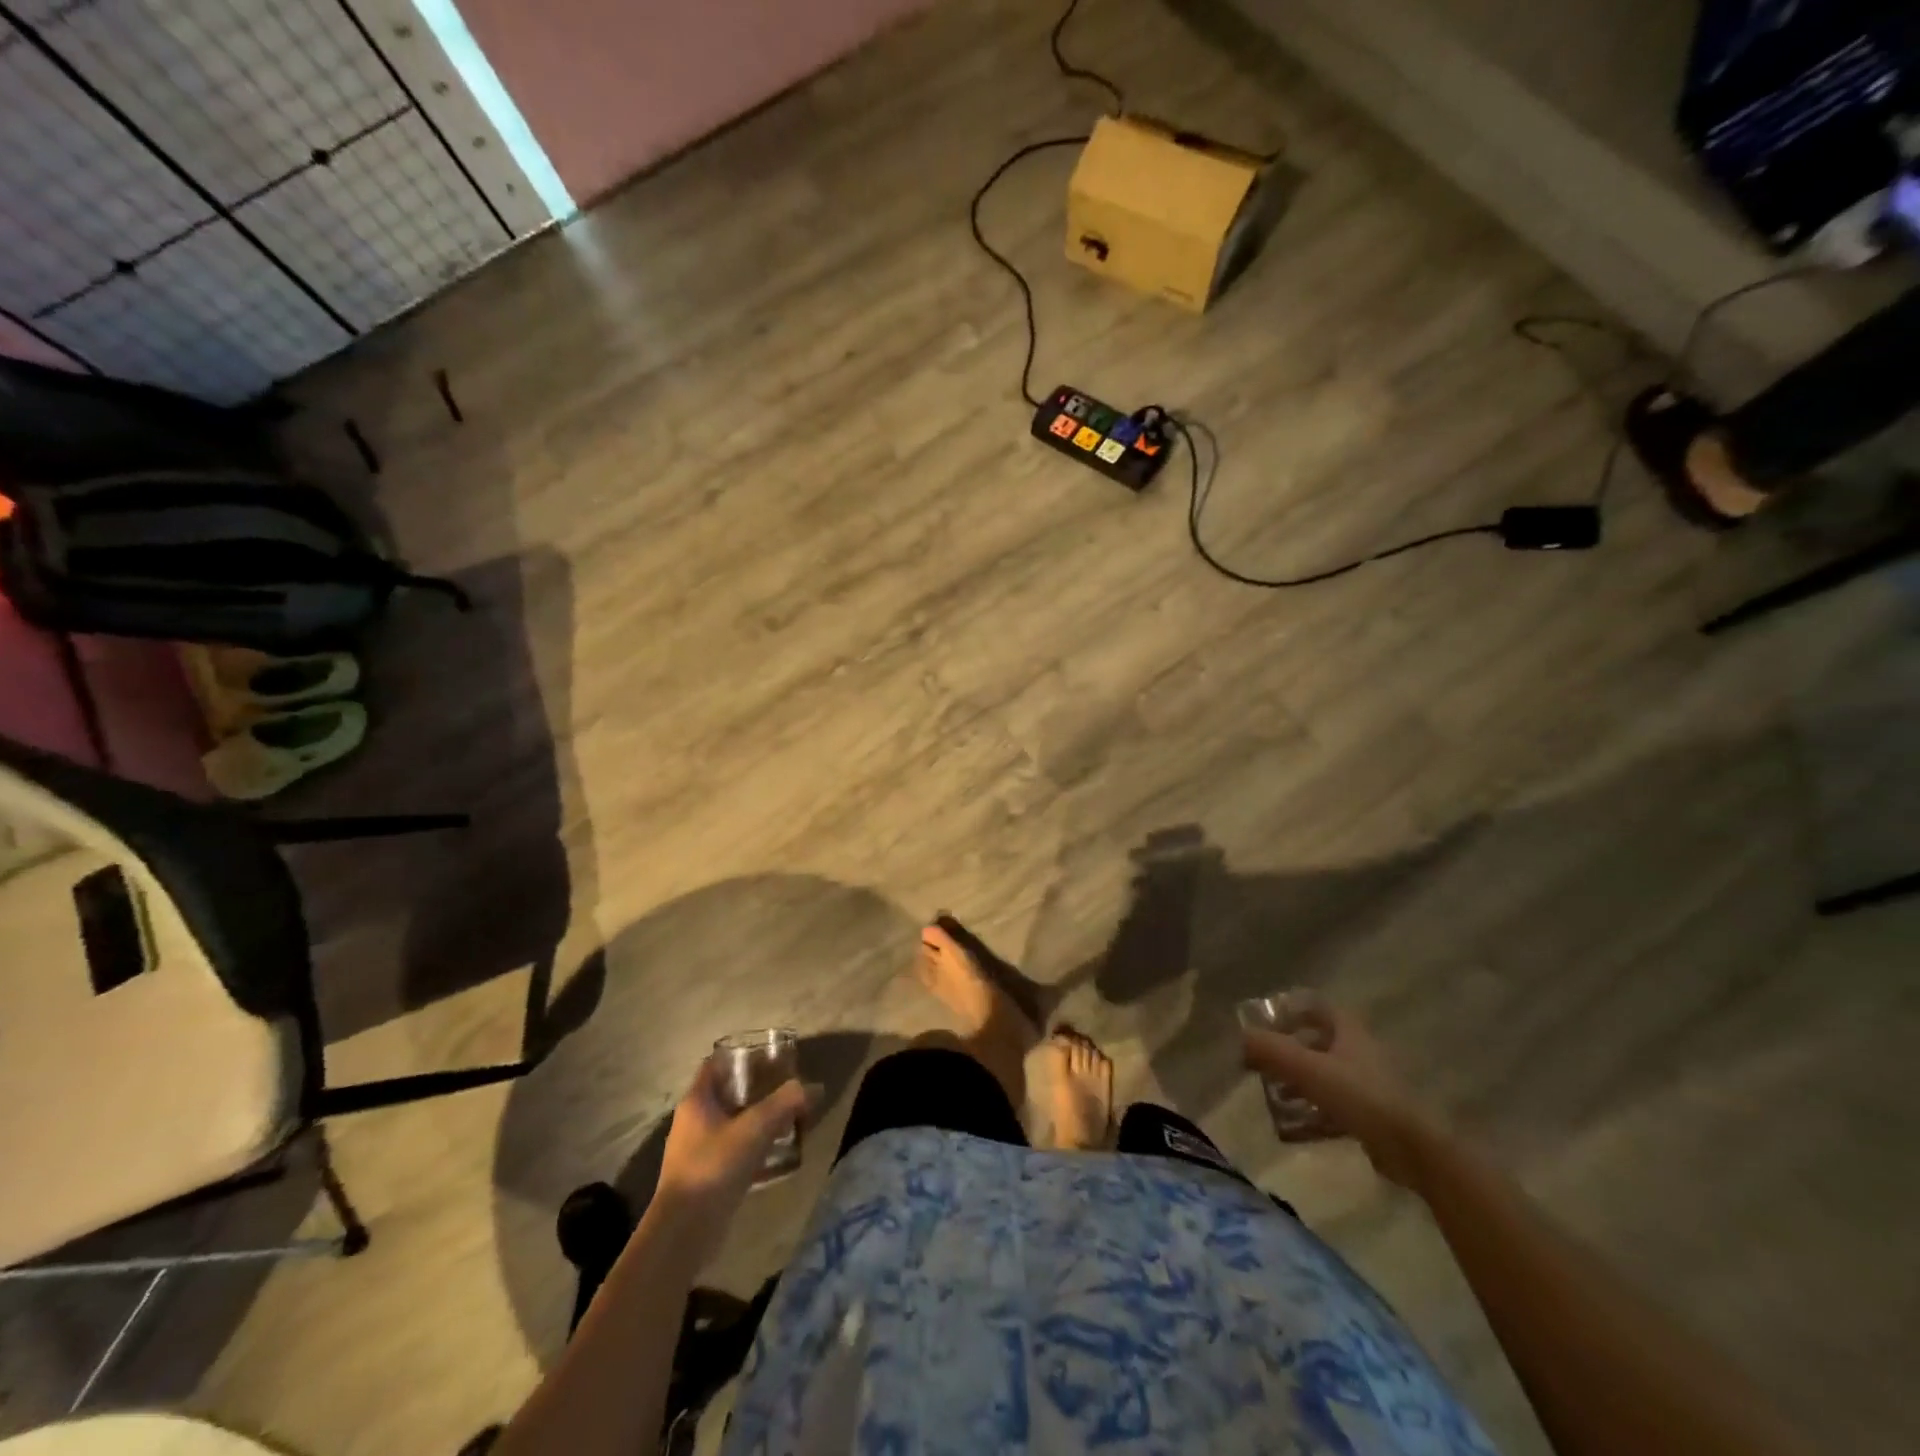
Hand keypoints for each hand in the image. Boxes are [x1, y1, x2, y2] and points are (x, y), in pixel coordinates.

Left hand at [653, 1062, 811, 1256]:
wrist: (684, 1233)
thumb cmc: (714, 1167)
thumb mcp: (755, 1129)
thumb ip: (785, 1103)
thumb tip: (813, 1087)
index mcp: (696, 1101)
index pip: (716, 1064)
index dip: (741, 1056)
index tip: (770, 1056)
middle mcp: (693, 1121)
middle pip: (728, 1093)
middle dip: (757, 1089)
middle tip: (787, 1088)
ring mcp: (696, 1151)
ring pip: (732, 1123)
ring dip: (757, 1120)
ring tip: (788, 1119)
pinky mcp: (705, 1177)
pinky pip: (733, 1151)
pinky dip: (754, 1148)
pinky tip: (777, 1154)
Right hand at [1242, 1005, 1442, 1188]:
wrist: (1415, 1149)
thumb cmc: (1361, 1096)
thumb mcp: (1308, 1069)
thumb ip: (1271, 1050)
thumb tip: (1241, 1037)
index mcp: (1349, 1032)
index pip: (1318, 1008)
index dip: (1292, 1010)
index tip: (1268, 1022)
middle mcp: (1359, 1053)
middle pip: (1318, 1043)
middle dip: (1289, 1052)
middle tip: (1263, 1063)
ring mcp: (1369, 1086)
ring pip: (1325, 1077)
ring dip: (1298, 1084)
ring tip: (1274, 1097)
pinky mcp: (1373, 1117)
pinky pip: (1335, 1108)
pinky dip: (1313, 1114)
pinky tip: (1293, 1129)